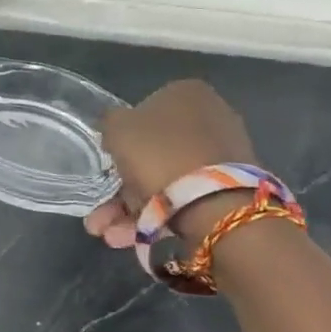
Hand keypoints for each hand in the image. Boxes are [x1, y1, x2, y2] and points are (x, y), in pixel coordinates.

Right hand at [84, 79, 257, 249]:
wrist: (214, 202)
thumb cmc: (159, 154)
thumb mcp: (117, 128)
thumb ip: (110, 123)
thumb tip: (115, 131)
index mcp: (187, 93)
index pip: (143, 113)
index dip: (120, 143)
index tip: (107, 168)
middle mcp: (211, 117)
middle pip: (153, 154)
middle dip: (121, 190)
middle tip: (100, 217)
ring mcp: (223, 155)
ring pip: (165, 182)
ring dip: (131, 211)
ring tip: (110, 236)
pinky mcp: (230, 189)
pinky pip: (185, 199)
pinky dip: (157, 218)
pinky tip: (130, 239)